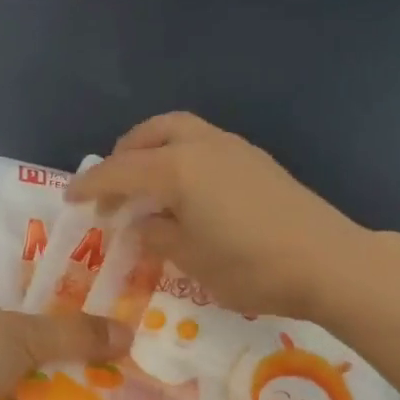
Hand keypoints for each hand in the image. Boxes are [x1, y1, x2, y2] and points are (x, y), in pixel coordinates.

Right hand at [68, 112, 367, 320]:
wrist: (329, 262)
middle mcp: (202, 146)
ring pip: (181, 132)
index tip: (69, 198)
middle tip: (112, 186)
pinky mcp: (256, 160)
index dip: (91, 185)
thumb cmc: (252, 266)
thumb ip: (158, 236)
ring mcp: (234, 148)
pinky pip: (204, 144)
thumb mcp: (192, 260)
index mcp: (178, 168)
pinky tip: (187, 192)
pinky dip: (182, 157)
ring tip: (147, 185)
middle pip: (151, 133)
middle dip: (124, 153)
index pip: (120, 171)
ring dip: (155, 150)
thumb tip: (141, 225)